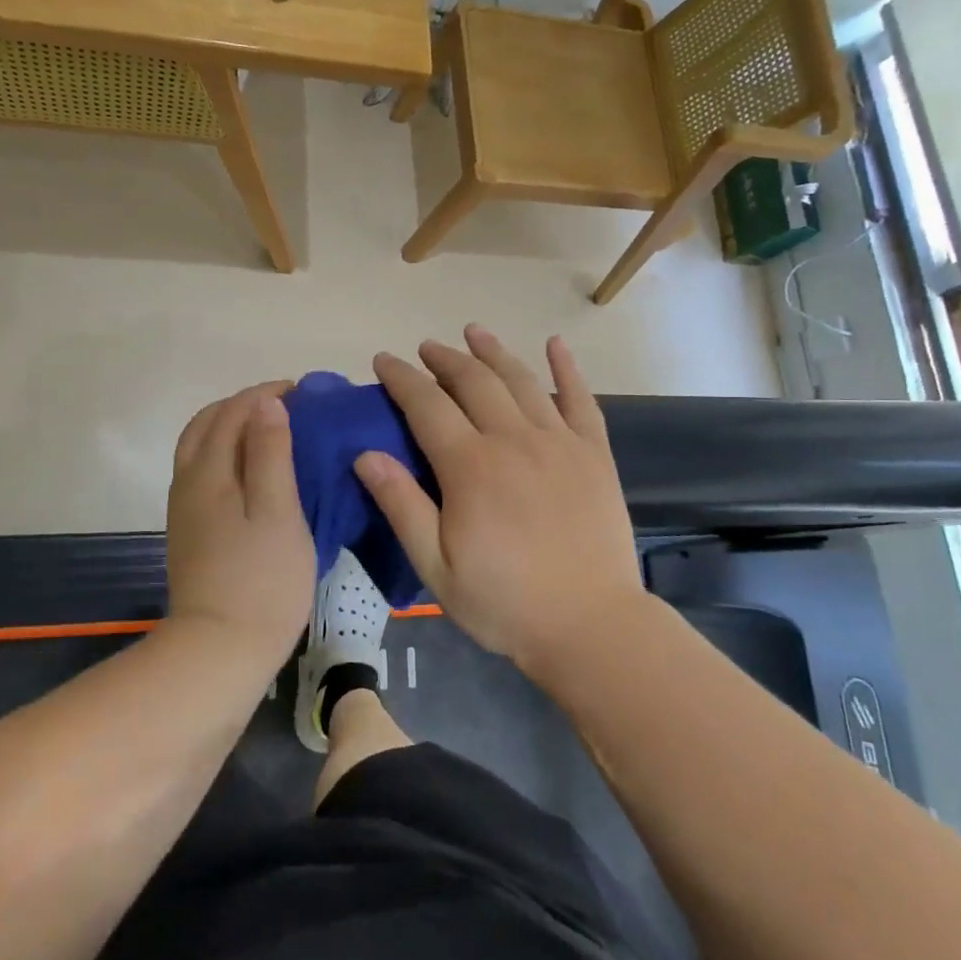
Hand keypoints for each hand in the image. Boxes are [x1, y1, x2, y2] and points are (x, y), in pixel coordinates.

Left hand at [165, 383, 314, 666]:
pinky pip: (203, 472)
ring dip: (232, 427)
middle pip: (208, 423)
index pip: (233, 411)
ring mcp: (185, 509)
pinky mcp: (189, 531)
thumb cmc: (261, 580)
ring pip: (200, 448)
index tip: (303, 392)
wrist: (218, 651)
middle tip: (287, 407)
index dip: (266, 394)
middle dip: (244, 405)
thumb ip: (270, 453)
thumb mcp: (278, 512)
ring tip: (272, 432)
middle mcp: (188, 481)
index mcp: (209, 471)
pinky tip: (253, 472)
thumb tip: (266, 403)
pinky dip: (226, 453)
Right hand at [355, 326, 645, 671]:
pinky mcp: (594, 453)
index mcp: (470, 466)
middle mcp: (513, 439)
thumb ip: (401, 506)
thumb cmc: (504, 602)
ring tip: (473, 332)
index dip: (402, 378)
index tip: (384, 361)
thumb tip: (366, 454)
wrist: (590, 627)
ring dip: (493, 352)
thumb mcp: (436, 566)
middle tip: (425, 348)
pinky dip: (567, 368)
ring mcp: (559, 442)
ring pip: (521, 380)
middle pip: (473, 381)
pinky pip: (581, 399)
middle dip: (444, 358)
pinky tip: (555, 345)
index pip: (427, 404)